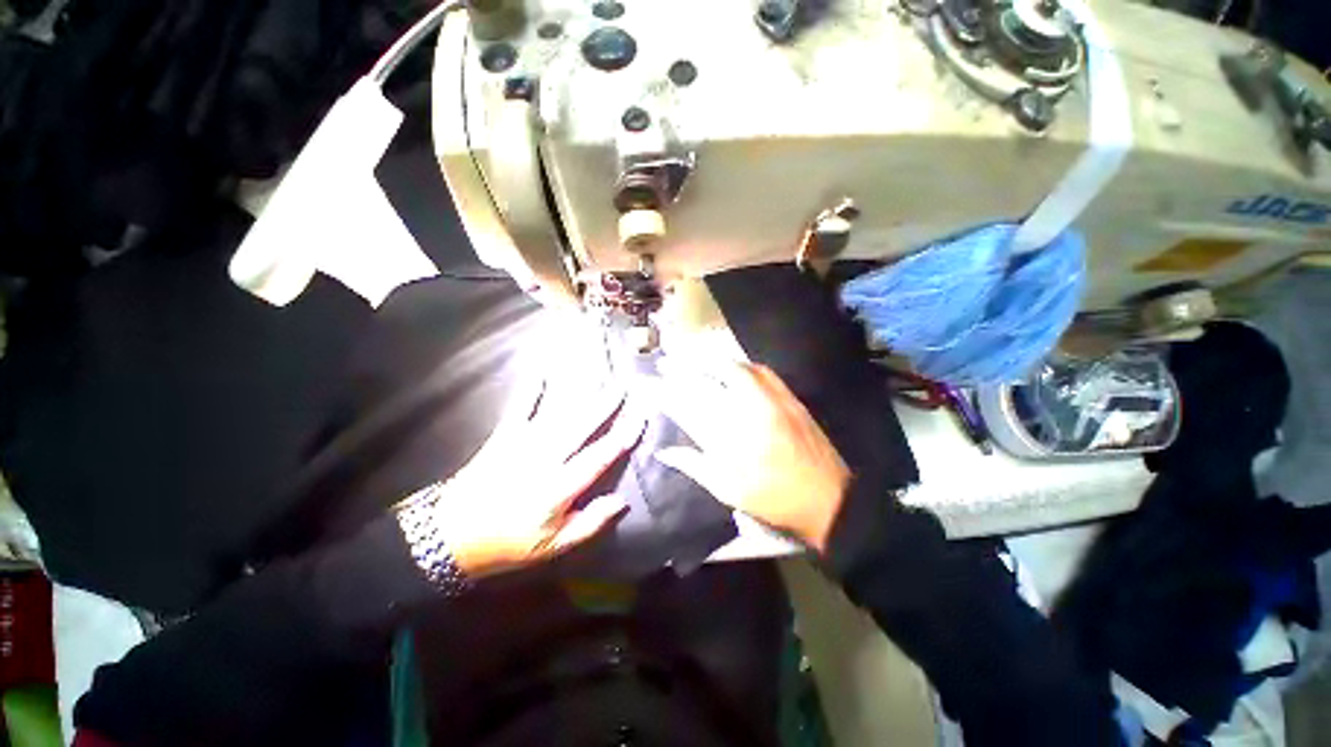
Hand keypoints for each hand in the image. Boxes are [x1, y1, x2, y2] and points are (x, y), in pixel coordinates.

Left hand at [423, 377, 645, 578]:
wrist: (451, 536)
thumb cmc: (508, 544)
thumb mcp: (553, 547)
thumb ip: (590, 523)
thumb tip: (621, 501)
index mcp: (559, 488)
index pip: (599, 457)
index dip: (622, 437)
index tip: (639, 418)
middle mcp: (545, 459)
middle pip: (582, 426)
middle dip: (606, 405)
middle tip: (624, 387)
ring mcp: (522, 444)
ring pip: (558, 414)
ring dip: (581, 394)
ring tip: (599, 377)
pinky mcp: (503, 437)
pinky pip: (521, 408)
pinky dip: (531, 390)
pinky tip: (541, 372)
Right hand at [654, 361, 849, 552]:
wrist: (829, 499)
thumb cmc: (773, 499)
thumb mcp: (728, 490)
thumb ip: (694, 465)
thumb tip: (664, 451)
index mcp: (730, 436)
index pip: (689, 405)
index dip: (665, 392)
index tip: (649, 383)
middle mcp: (749, 411)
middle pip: (709, 379)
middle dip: (684, 367)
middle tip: (666, 362)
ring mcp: (772, 400)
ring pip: (736, 368)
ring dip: (711, 360)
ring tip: (693, 357)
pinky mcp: (790, 398)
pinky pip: (761, 371)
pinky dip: (741, 364)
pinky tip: (733, 366)